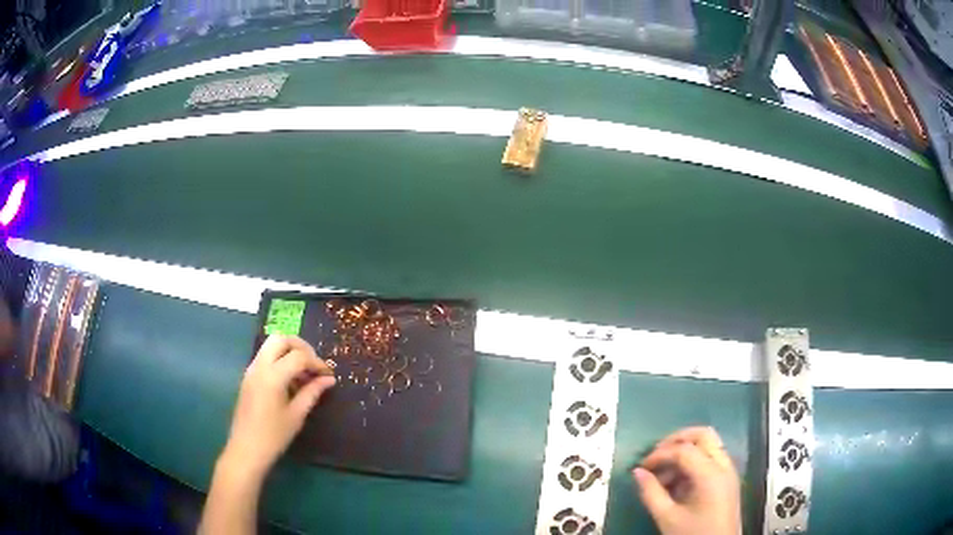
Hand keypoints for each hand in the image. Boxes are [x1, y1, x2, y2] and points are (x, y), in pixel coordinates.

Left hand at [221, 335, 334, 478]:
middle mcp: (260, 366)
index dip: (317, 362)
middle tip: (314, 364)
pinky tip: (290, 380)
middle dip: (301, 346)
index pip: (299, 356)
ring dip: (289, 351)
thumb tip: (329, 379)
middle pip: (281, 339)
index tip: (328, 375)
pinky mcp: (248, 376)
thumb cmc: (274, 436)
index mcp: (273, 376)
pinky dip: (280, 359)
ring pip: (271, 344)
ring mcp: (252, 369)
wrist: (246, 449)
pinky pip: (265, 356)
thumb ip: (312, 392)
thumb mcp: (297, 415)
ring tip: (303, 373)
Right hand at [632, 426, 740, 534]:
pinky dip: (693, 461)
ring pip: (709, 444)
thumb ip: (651, 493)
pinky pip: (712, 457)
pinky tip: (677, 481)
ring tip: (664, 474)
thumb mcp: (667, 518)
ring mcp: (729, 471)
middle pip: (703, 435)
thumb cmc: (693, 534)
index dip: (659, 454)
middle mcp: (724, 465)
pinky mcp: (727, 479)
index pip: (684, 450)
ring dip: (685, 451)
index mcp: (711, 474)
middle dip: (676, 440)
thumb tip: (638, 472)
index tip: (641, 467)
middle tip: (656, 454)